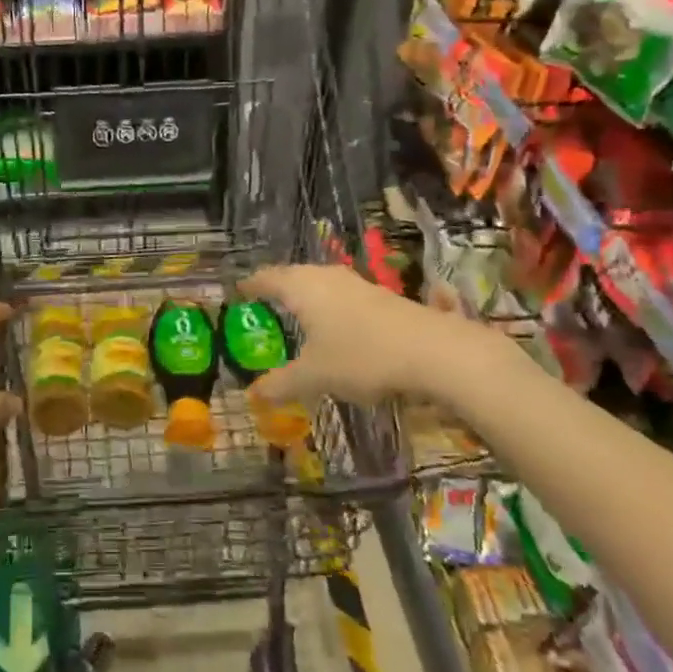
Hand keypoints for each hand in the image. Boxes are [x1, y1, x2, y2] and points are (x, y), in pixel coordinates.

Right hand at [240, 264, 526, 412]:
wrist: (434, 351)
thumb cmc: (362, 356)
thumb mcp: (314, 376)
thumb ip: (281, 384)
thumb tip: (253, 396)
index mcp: (302, 287)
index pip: (267, 278)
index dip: (250, 285)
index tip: (238, 291)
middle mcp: (326, 277)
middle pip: (294, 276)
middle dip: (278, 289)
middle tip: (264, 304)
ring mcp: (357, 284)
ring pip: (321, 284)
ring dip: (307, 297)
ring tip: (297, 315)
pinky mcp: (382, 297)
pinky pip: (343, 296)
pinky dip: (330, 307)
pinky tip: (336, 327)